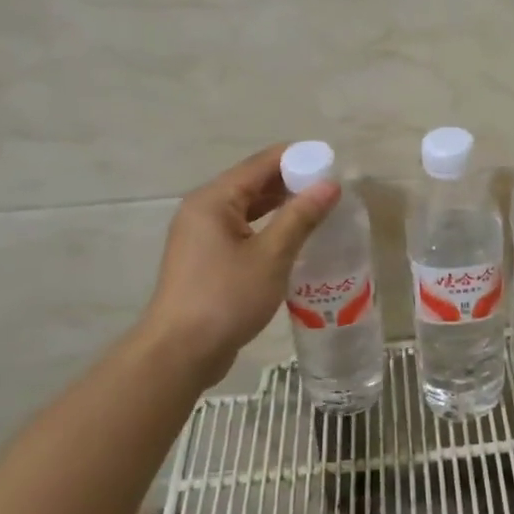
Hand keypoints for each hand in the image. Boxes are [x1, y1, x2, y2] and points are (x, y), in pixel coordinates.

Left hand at [137, 145, 338, 386]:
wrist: (180, 353)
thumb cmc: (225, 299)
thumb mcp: (271, 256)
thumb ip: (300, 217)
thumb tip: (330, 184)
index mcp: (214, 200)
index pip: (262, 164)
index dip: (298, 160)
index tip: (333, 166)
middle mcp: (204, 210)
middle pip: (254, 183)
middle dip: (293, 183)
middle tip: (332, 191)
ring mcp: (202, 236)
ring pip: (249, 208)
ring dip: (282, 207)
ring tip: (320, 212)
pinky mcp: (207, 259)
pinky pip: (243, 230)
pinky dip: (269, 228)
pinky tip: (294, 239)